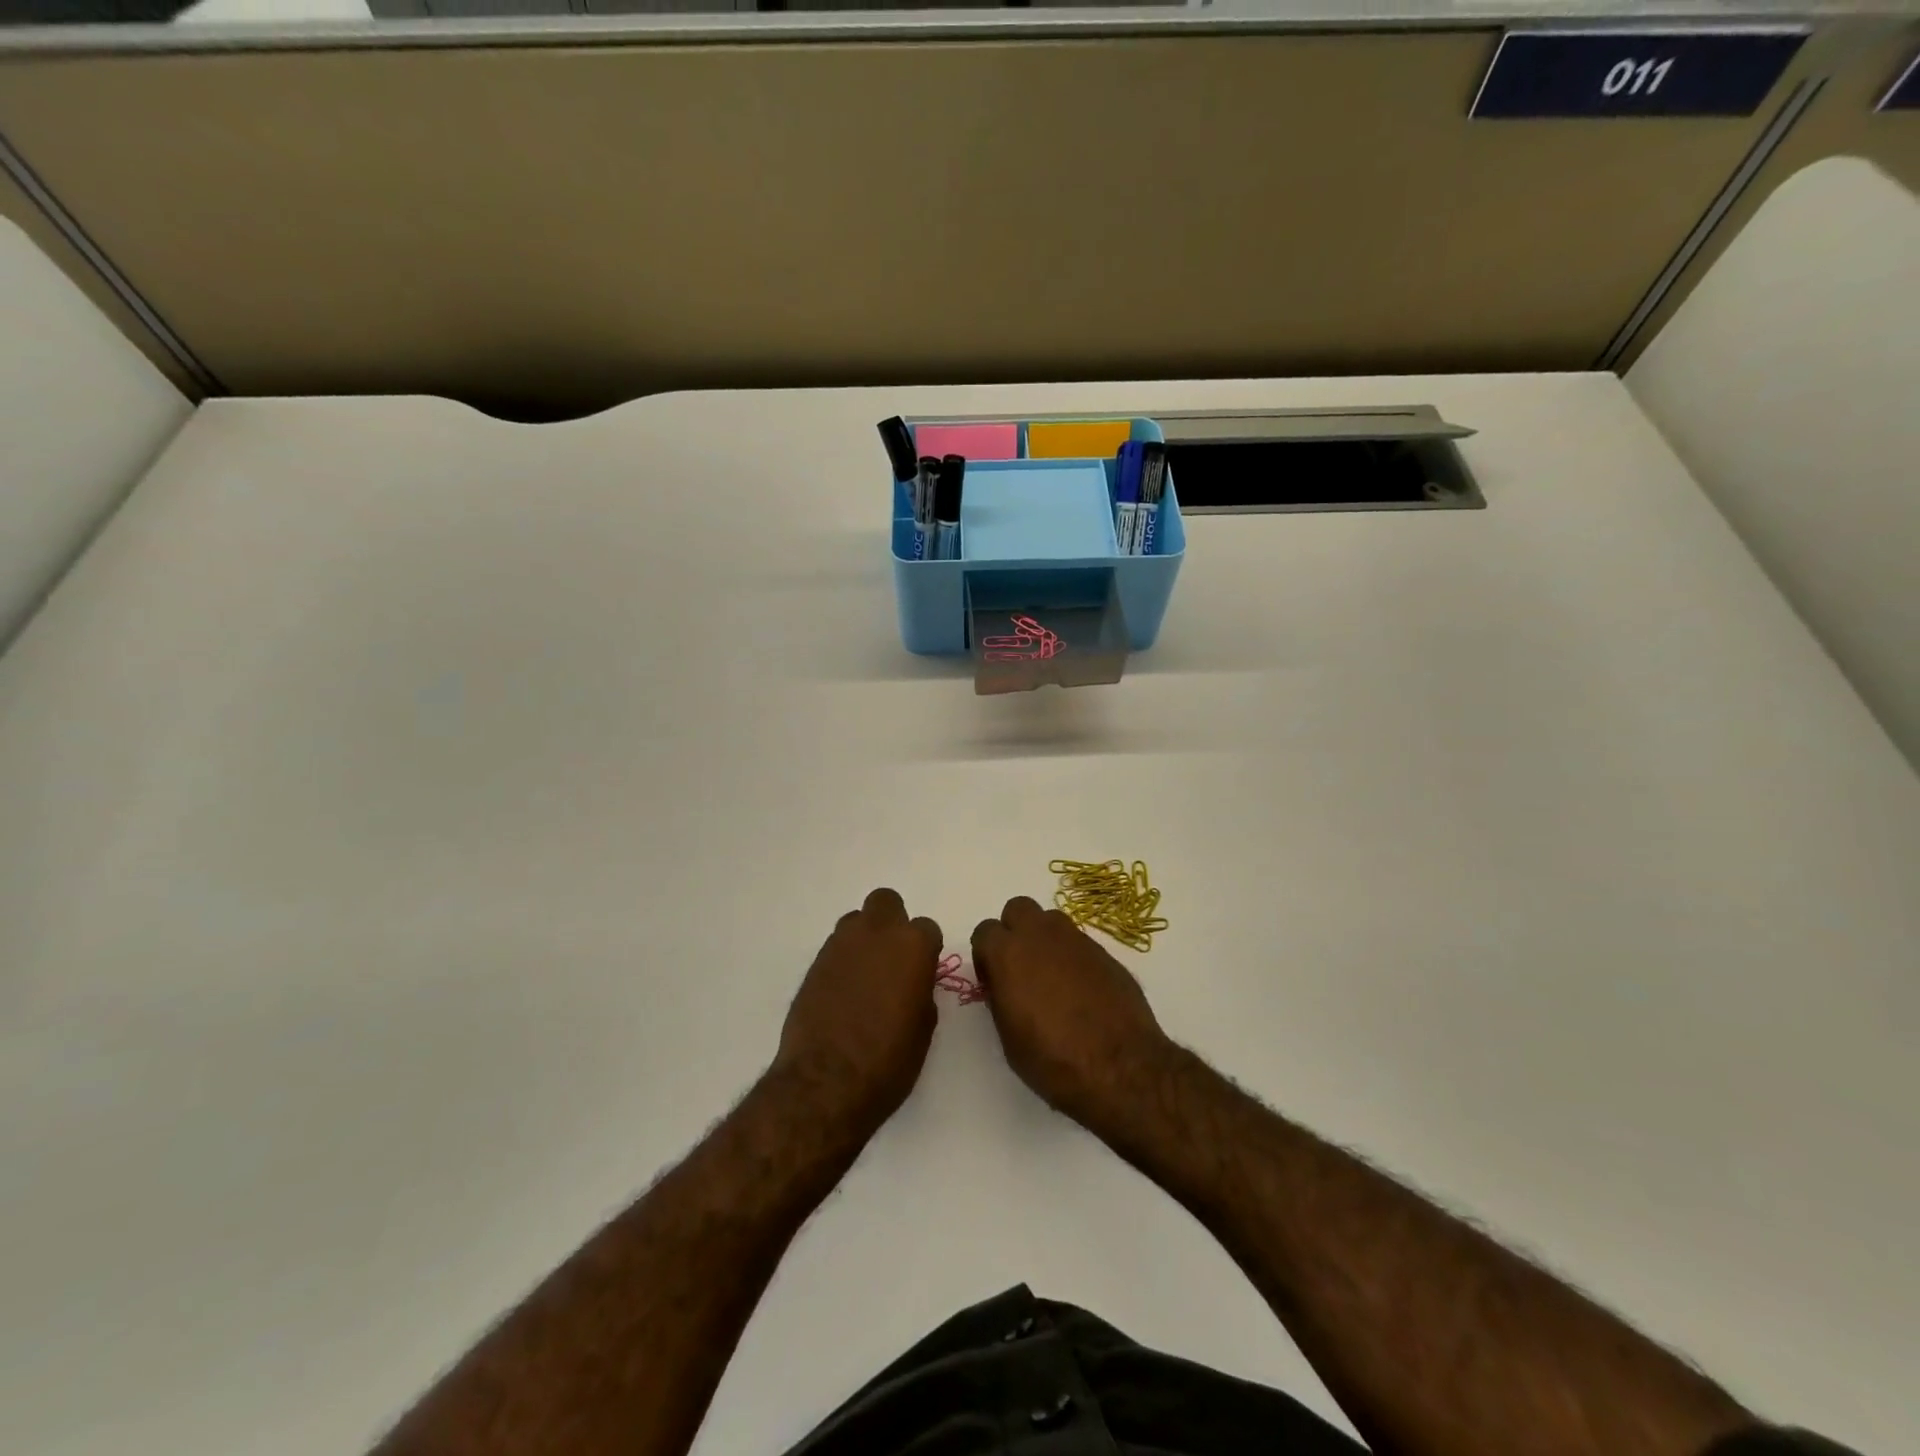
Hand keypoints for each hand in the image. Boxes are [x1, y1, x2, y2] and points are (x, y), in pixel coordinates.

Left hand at [773, 888, 941, 1139]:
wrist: (827, 1081)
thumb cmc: (889, 1060)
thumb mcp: (924, 1028)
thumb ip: (921, 991)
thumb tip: (912, 983)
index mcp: (912, 945)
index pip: (926, 929)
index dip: (925, 951)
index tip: (921, 973)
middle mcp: (876, 933)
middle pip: (886, 902)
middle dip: (891, 923)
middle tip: (892, 959)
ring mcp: (841, 944)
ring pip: (856, 921)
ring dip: (864, 939)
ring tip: (864, 977)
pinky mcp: (814, 963)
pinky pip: (835, 948)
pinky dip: (842, 962)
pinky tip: (842, 993)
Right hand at [970, 896, 1172, 1133]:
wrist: (1119, 1066)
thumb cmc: (1053, 1059)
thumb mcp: (1009, 1037)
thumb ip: (1001, 997)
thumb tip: (1004, 984)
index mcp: (1009, 954)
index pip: (985, 931)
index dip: (987, 955)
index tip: (994, 980)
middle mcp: (1040, 936)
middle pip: (1018, 909)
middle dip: (1015, 931)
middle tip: (1020, 967)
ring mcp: (1076, 940)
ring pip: (1051, 920)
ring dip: (1045, 939)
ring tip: (1052, 977)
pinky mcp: (1104, 951)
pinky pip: (1078, 942)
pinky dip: (1072, 957)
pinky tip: (1081, 990)